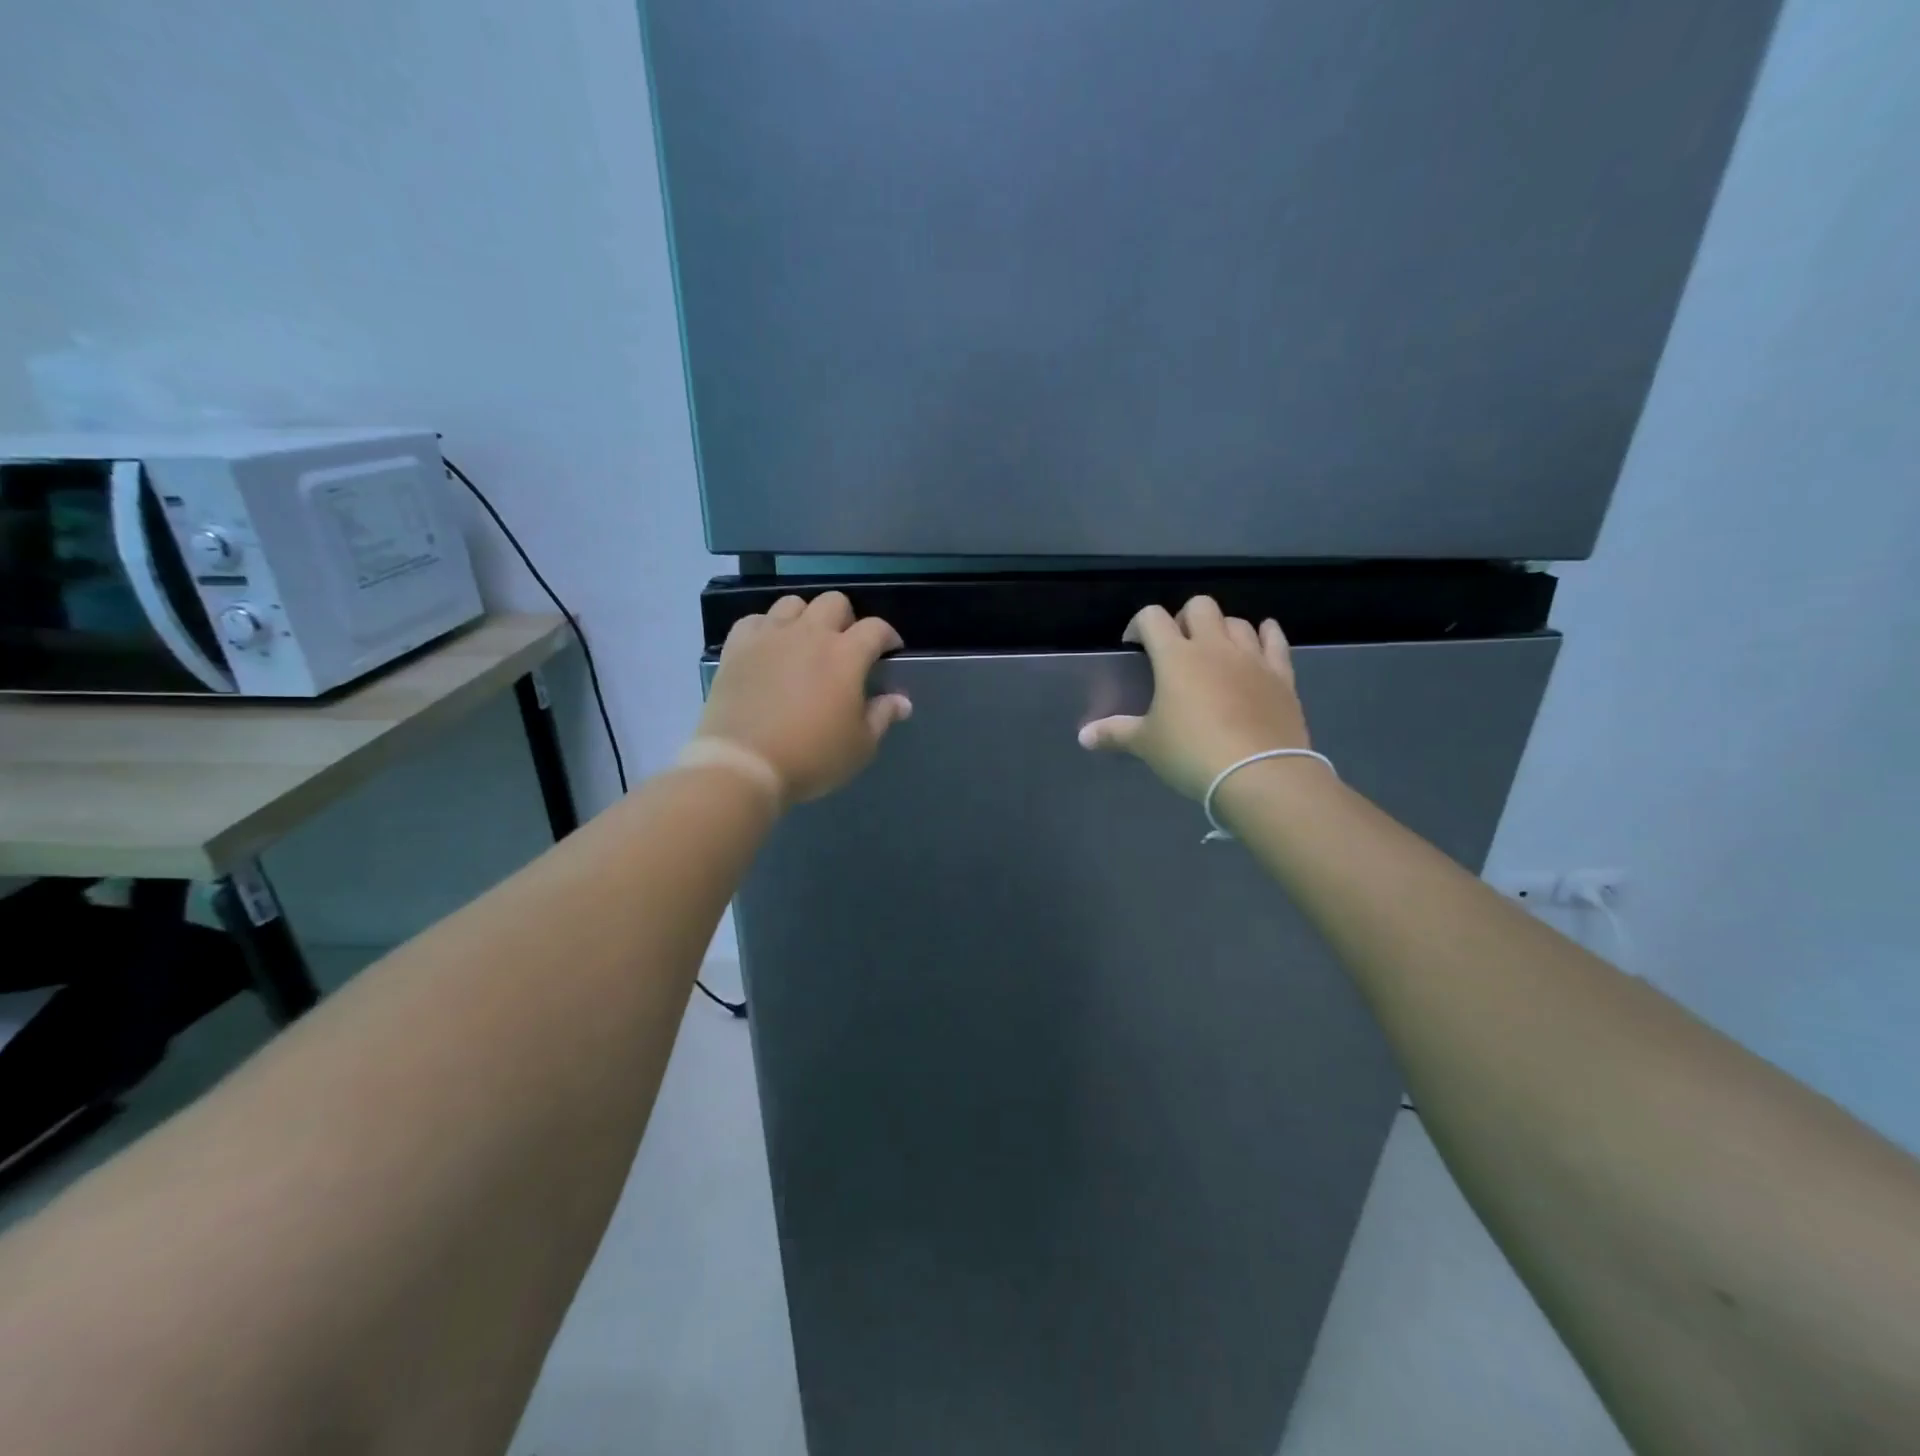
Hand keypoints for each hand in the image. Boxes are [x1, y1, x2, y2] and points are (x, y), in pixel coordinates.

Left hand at [694, 591, 910, 806]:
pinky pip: (755, 620)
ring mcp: (770, 636)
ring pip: (793, 603)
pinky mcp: (737, 647)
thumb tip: (902, 700)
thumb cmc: (812, 757)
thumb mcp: (860, 746)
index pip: (876, 628)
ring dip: (806, 618)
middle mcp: (809, 634)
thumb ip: (882, 716)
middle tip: (845, 647)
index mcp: (846, 655)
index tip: (889, 652)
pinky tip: (769, 648)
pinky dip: (767, 628)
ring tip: (805, 643)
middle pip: (834, 602)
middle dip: (846, 619)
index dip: (888, 636)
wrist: (744, 764)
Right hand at [1078, 596, 1311, 799]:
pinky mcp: (1281, 675)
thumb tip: (1083, 737)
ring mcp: (1251, 658)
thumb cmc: (1192, 754)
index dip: (1139, 624)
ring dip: (1222, 628)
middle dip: (1184, 618)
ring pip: (1237, 621)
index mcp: (1175, 657)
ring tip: (1214, 651)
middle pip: (1199, 606)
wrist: (1259, 774)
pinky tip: (1261, 636)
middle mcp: (1214, 647)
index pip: (1152, 617)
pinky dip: (1266, 634)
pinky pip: (1274, 641)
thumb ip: (1115, 733)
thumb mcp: (1147, 745)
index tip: (1134, 645)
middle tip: (1176, 646)